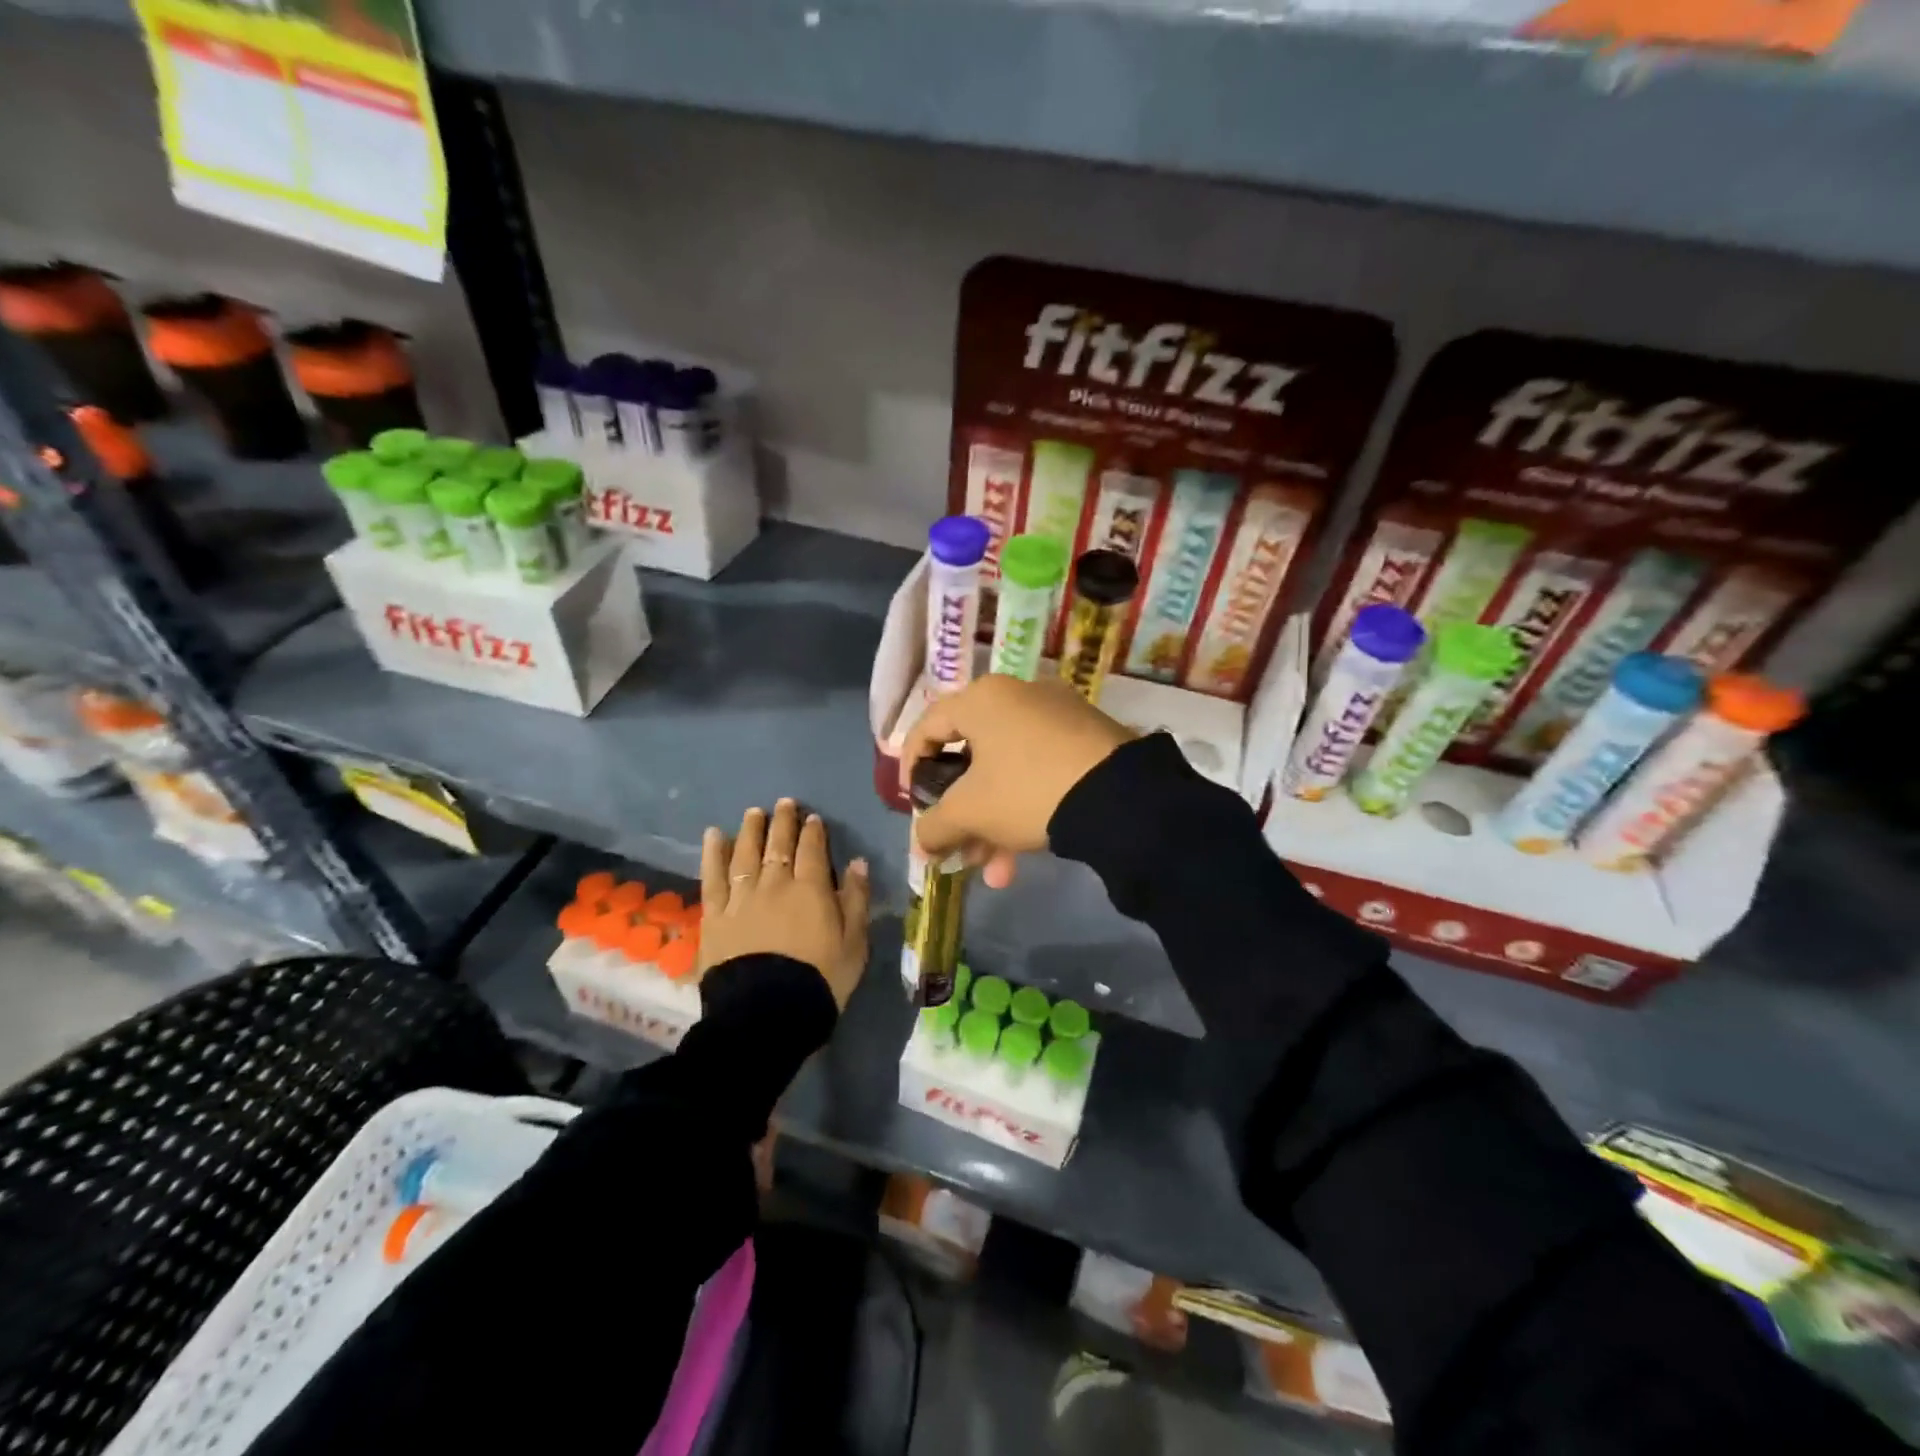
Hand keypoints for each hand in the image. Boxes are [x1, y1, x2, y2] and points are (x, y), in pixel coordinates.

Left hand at [699, 799, 871, 1009]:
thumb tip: (858, 863)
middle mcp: (775, 885)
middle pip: (778, 846)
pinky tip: (713, 836)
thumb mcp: (854, 943)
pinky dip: (713, 855)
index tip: (812, 818)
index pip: (813, 851)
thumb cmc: (820, 980)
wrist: (768, 1013)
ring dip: (751, 831)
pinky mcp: (715, 916)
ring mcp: (742, 898)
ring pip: (746, 855)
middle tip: (784, 803)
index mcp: (811, 890)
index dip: (813, 832)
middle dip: (783, 822)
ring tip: (754, 812)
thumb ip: (856, 900)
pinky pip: (712, 878)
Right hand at [899, 676, 1133, 887]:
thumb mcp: (971, 813)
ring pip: (1007, 772)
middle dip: (961, 815)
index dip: (911, 769)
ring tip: (996, 872)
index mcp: (982, 699)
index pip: (927, 727)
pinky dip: (1025, 808)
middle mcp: (1018, 696)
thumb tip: (920, 845)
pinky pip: (1039, 771)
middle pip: (971, 757)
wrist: (1121, 796)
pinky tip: (1025, 854)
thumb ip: (934, 827)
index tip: (914, 806)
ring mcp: (1057, 715)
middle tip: (957, 849)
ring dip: (993, 824)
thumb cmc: (1027, 790)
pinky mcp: (1087, 738)